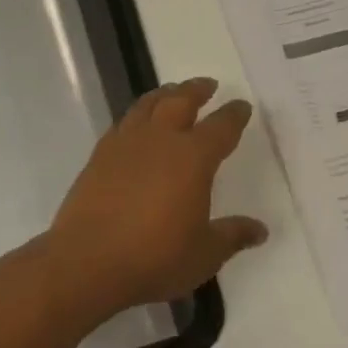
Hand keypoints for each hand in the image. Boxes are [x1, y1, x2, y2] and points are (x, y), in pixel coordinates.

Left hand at [47, 77, 267, 316]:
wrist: (87, 262)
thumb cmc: (155, 257)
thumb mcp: (204, 253)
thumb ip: (233, 235)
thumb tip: (260, 230)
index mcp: (193, 158)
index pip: (221, 127)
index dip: (234, 115)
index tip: (241, 106)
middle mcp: (159, 140)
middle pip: (180, 101)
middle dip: (196, 90)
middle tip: (207, 85)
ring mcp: (124, 145)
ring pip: (147, 105)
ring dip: (164, 94)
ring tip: (171, 92)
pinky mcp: (98, 157)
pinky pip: (122, 123)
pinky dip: (136, 115)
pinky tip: (136, 125)